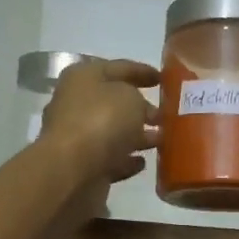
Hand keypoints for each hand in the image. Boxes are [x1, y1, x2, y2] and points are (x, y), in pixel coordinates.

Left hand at [40, 58, 160, 192]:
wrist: (72, 170)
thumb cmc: (101, 121)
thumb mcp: (130, 98)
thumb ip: (140, 100)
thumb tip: (142, 112)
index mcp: (83, 77)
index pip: (118, 68)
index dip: (142, 71)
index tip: (164, 79)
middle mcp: (75, 104)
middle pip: (113, 102)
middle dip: (140, 108)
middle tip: (166, 114)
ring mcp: (77, 137)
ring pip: (112, 132)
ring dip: (136, 135)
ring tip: (162, 139)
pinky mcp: (82, 166)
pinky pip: (109, 159)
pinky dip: (125, 160)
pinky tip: (143, 162)